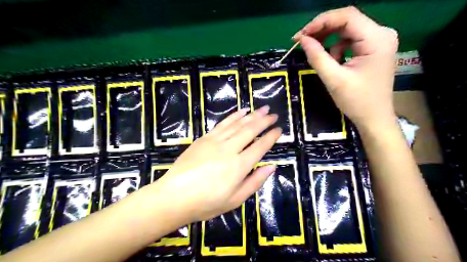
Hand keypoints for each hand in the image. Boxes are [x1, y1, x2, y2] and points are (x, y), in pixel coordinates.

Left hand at [150, 107, 279, 222]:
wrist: (174, 196)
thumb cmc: (206, 203)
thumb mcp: (235, 200)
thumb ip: (255, 182)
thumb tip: (271, 167)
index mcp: (239, 166)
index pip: (260, 146)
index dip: (271, 137)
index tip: (279, 130)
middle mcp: (229, 149)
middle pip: (250, 130)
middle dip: (264, 121)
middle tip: (273, 114)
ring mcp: (215, 141)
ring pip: (237, 124)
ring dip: (251, 115)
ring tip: (262, 109)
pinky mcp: (204, 138)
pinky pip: (222, 124)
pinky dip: (233, 116)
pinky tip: (241, 111)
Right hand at [295, 7, 396, 129]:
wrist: (374, 118)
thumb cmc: (356, 101)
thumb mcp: (334, 79)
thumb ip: (317, 57)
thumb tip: (302, 40)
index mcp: (377, 39)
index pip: (347, 17)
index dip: (320, 22)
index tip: (300, 35)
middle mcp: (381, 34)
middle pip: (347, 21)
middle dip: (322, 30)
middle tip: (302, 42)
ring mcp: (378, 41)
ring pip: (346, 30)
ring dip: (328, 41)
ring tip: (319, 58)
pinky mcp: (373, 48)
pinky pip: (349, 41)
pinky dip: (336, 48)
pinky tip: (333, 62)